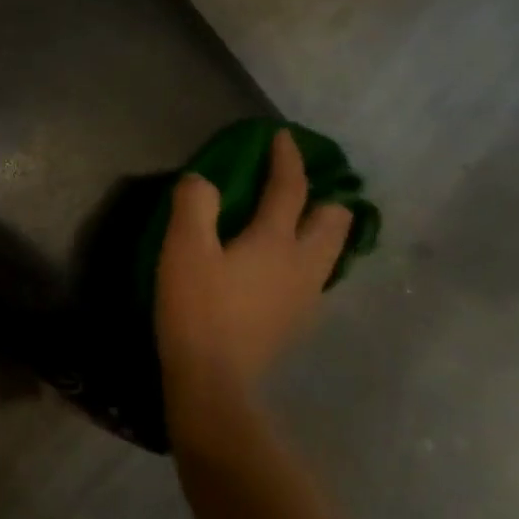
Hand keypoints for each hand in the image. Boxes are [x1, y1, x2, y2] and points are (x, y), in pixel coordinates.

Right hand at [155, 130, 350, 437]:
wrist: (214, 381)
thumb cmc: (197, 309)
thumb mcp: (183, 249)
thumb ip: (194, 205)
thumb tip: (204, 181)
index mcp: (276, 240)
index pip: (292, 188)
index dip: (287, 158)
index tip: (283, 138)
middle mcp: (303, 264)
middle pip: (334, 220)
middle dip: (321, 197)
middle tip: (294, 190)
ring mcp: (306, 297)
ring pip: (330, 251)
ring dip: (318, 230)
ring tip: (291, 226)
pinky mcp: (297, 322)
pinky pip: (314, 277)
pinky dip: (306, 260)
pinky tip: (278, 269)